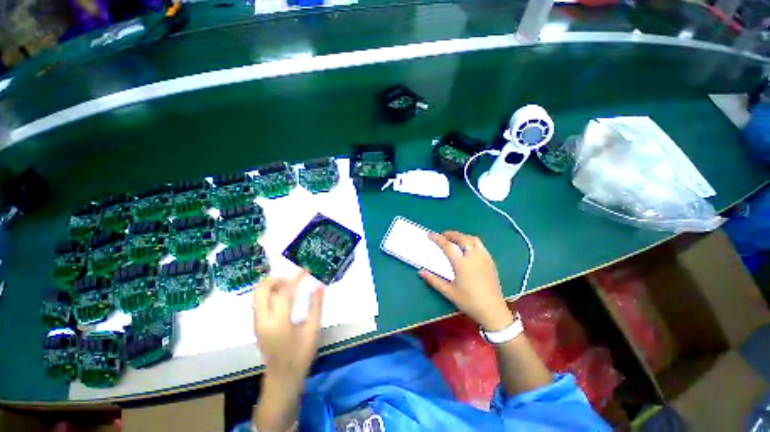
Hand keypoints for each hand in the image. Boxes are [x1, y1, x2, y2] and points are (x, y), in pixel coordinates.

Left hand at [253, 272, 323, 384]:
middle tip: (293, 276)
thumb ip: (316, 306)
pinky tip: (284, 295)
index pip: (285, 292)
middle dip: (277, 278)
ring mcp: (257, 323)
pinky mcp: (257, 325)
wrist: (282, 377)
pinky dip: (270, 293)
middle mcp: (263, 320)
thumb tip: (319, 286)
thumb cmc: (300, 354)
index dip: (296, 278)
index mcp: (278, 322)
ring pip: (258, 295)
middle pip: (262, 289)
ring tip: (290, 284)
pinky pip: (259, 302)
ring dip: (272, 285)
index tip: (306, 270)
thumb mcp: (313, 330)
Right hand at [419, 231, 513, 330]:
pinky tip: (468, 248)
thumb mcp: (449, 292)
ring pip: (473, 239)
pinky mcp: (491, 262)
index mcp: (461, 264)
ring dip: (462, 236)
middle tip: (443, 235)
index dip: (437, 238)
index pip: (447, 246)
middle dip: (451, 234)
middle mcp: (473, 257)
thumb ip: (434, 280)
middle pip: (462, 238)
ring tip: (455, 239)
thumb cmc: (469, 302)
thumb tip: (421, 272)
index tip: (430, 234)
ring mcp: (484, 258)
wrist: (493, 311)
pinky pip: (480, 245)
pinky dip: (471, 241)